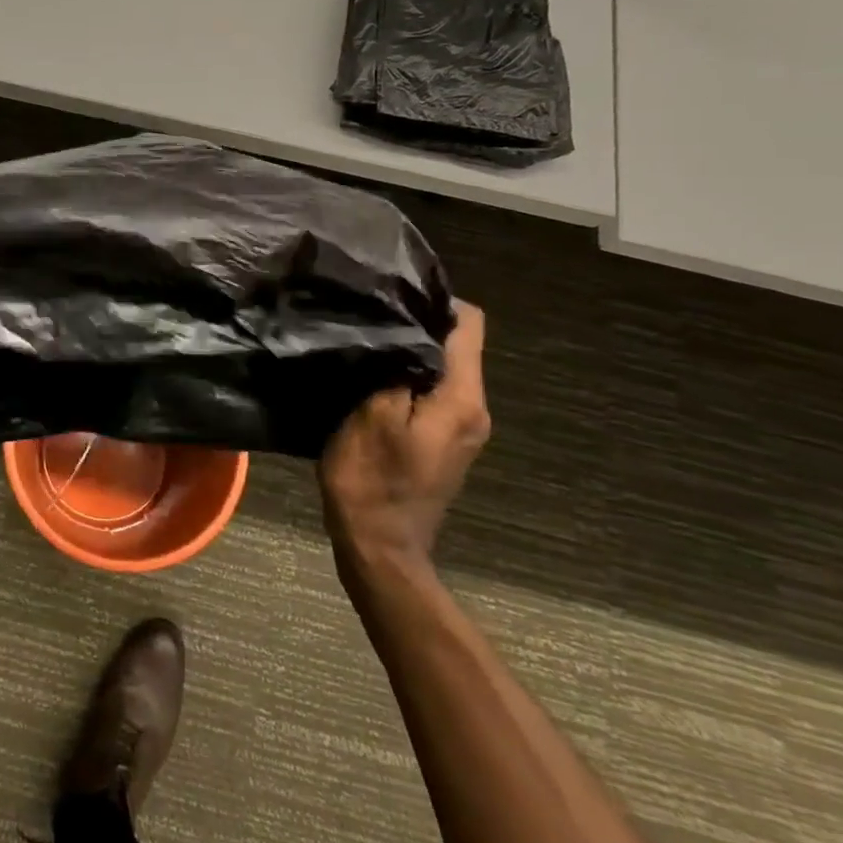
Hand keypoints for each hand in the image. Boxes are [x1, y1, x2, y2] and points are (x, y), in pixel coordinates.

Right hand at [319, 300, 489, 568]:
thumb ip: (394, 367)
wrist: (379, 547)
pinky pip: (434, 392)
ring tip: (367, 342)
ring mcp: (462, 428)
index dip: (435, 300)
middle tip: (371, 314)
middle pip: (457, 345)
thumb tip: (401, 330)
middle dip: (418, 324)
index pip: (469, 324)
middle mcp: (474, 408)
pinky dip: (408, 377)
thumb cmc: (372, 479)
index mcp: (462, 397)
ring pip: (443, 368)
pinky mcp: (444, 442)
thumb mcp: (371, 414)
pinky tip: (373, 378)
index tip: (392, 294)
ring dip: (410, 352)